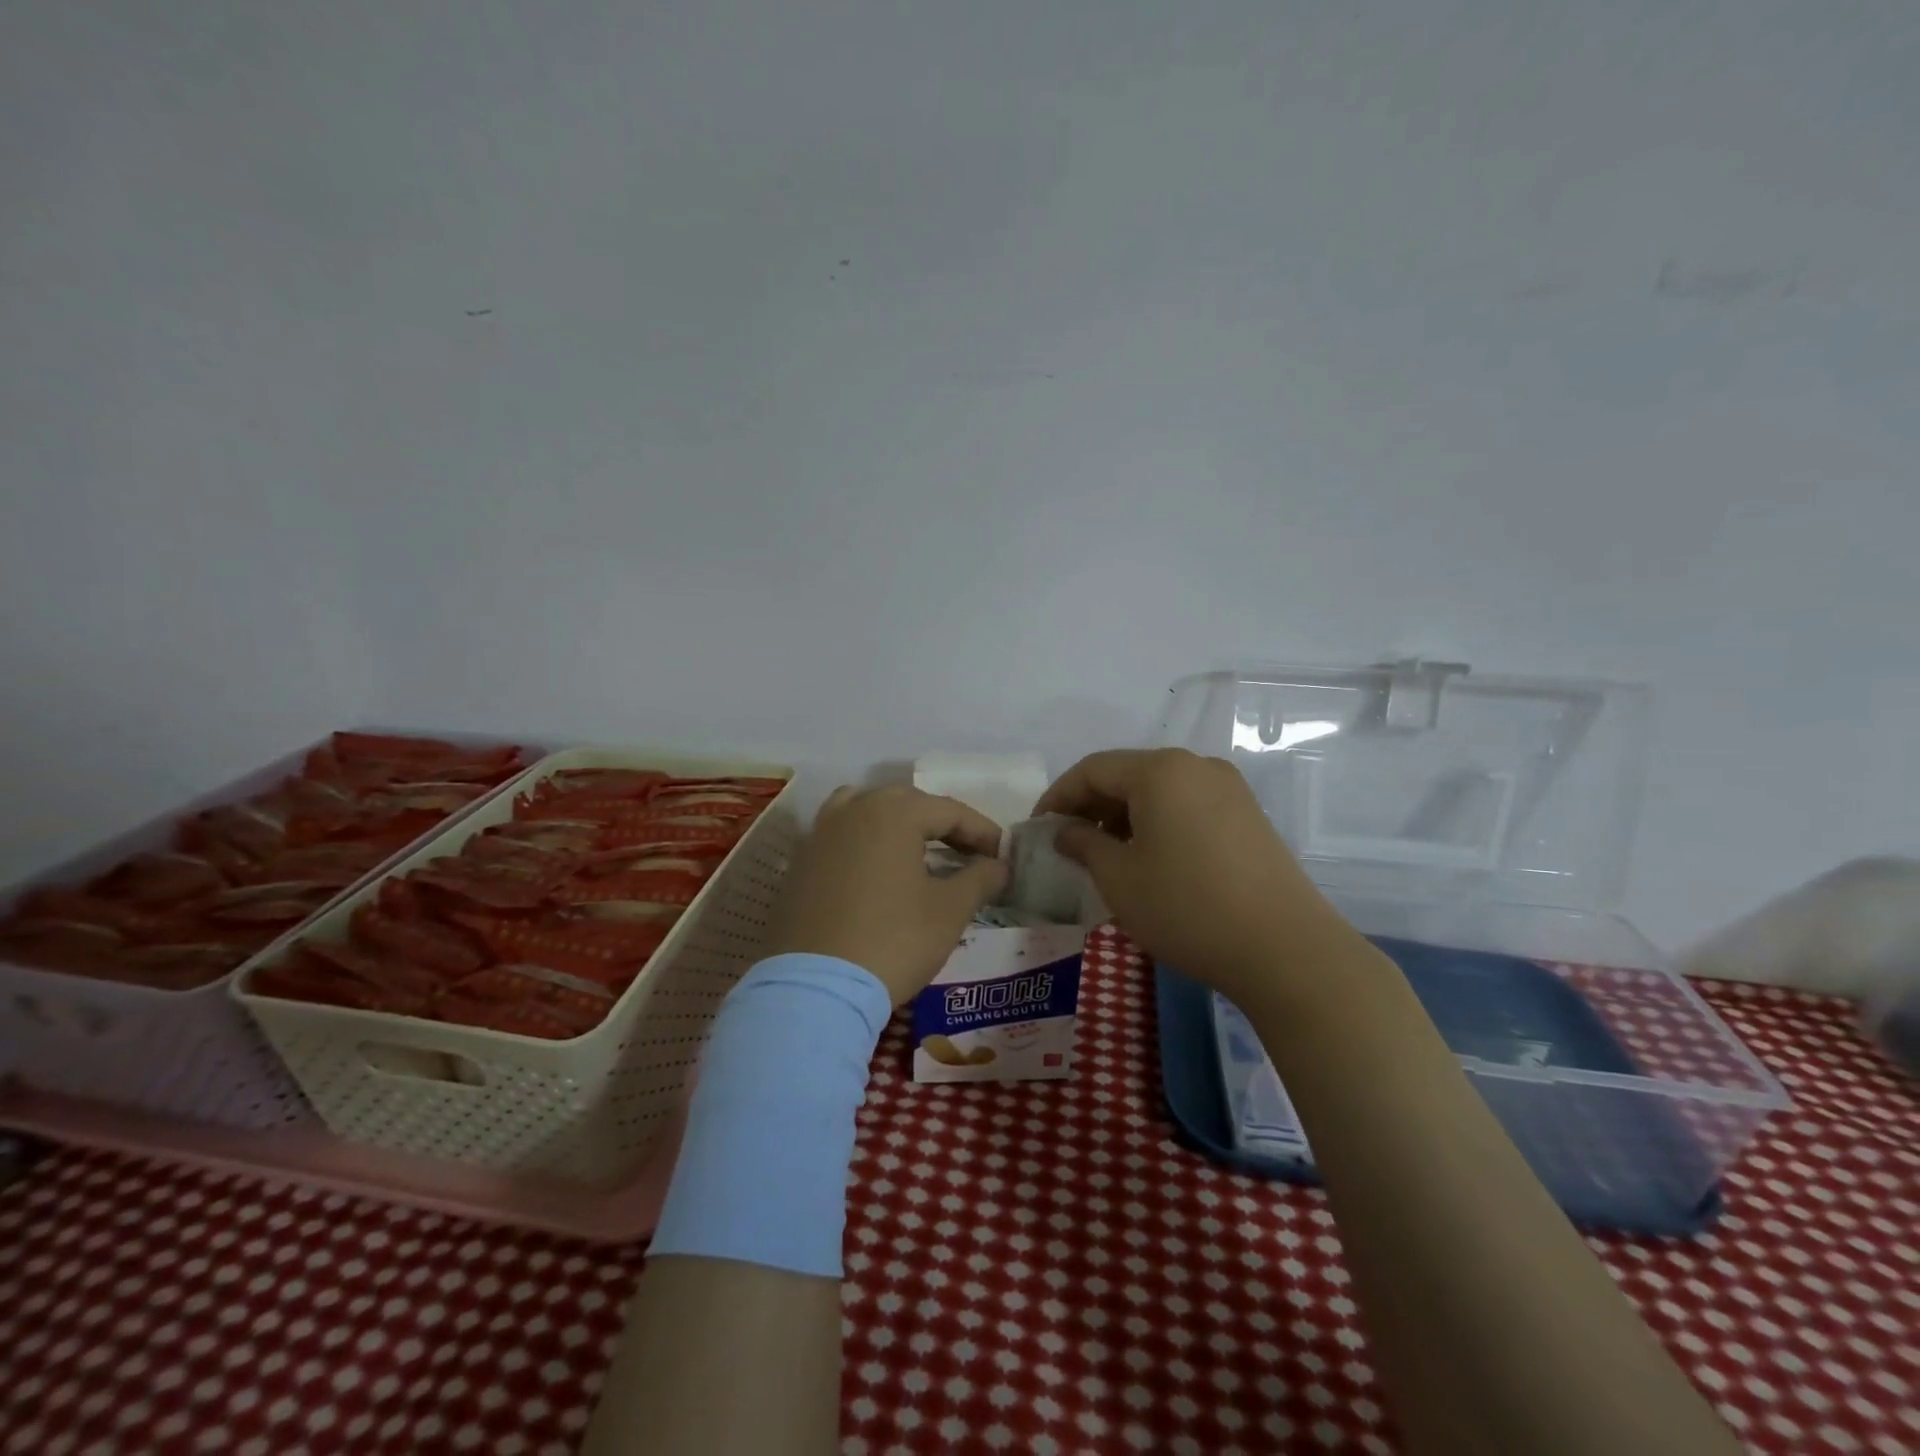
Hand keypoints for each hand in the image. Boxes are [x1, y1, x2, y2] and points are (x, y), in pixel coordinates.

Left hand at [762, 785, 1008, 1004]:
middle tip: (968, 854)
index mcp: (893, 812)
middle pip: (907, 803)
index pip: (949, 810)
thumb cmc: (892, 941)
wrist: (814, 989)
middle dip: (942, 825)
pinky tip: (877, 873)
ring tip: (918, 852)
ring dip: (898, 825)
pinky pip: (841, 836)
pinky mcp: (799, 863)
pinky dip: (866, 843)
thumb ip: (980, 879)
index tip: (1002, 856)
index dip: (981, 831)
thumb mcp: (949, 911)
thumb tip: (998, 866)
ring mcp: (819, 834)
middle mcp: (852, 810)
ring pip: (867, 811)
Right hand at [1037, 748, 1361, 1008]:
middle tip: (1068, 842)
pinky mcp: (1249, 815)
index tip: (1037, 828)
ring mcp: (1229, 789)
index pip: (1092, 769)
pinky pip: (1188, 806)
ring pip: (1160, 790)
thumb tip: (1066, 831)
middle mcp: (1196, 766)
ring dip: (1125, 815)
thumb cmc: (1186, 907)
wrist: (1285, 949)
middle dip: (1091, 805)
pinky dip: (1158, 823)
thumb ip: (1084, 844)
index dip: (1058, 796)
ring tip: (1106, 854)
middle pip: (1128, 774)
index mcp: (1160, 770)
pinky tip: (1150, 858)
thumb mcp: (1119, 878)